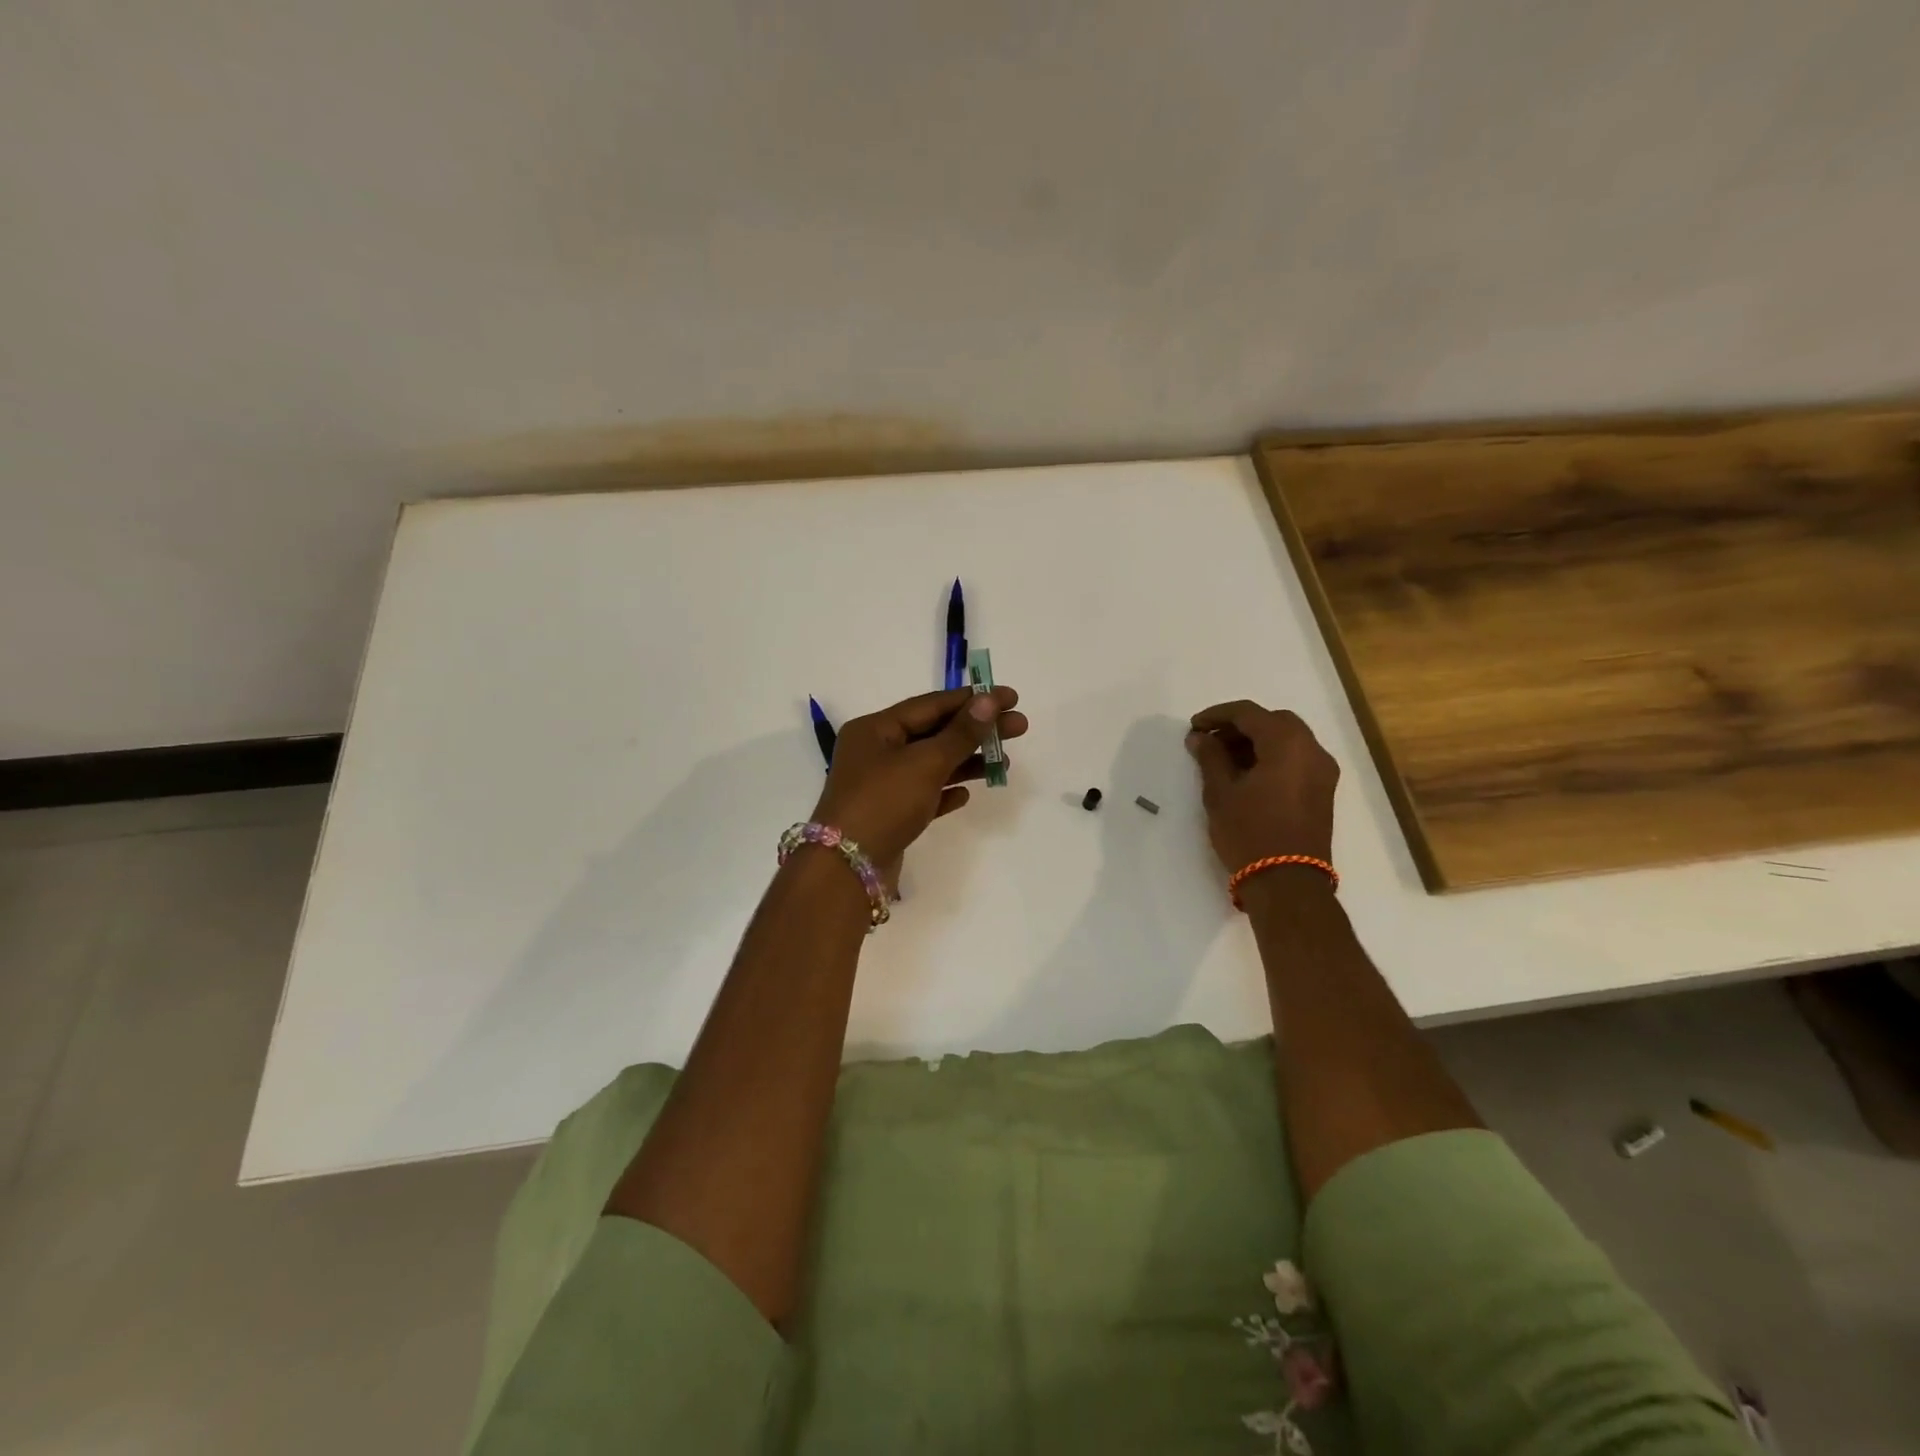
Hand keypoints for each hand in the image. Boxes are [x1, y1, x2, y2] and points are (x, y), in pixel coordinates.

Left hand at [811, 686, 1026, 876]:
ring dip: (967, 761)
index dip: (973, 700)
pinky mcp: (889, 815)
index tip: (1010, 697)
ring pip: (931, 765)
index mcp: (875, 729)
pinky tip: (968, 794)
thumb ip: (961, 733)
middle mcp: (876, 752)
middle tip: (1020, 727)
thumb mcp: (925, 763)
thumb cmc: (883, 803)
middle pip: (934, 733)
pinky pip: (924, 795)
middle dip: (977, 730)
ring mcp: (881, 785)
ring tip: (1003, 762)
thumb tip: (989, 700)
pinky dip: (946, 791)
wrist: (847, 869)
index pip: (931, 704)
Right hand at [1185, 701, 1337, 872]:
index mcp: (1287, 744)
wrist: (1288, 883)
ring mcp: (1323, 771)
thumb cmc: (1249, 833)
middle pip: (1274, 721)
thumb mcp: (1220, 793)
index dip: (1217, 715)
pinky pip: (1296, 759)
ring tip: (1224, 759)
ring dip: (1257, 741)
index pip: (1249, 713)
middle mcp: (1312, 750)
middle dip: (1240, 726)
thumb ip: (1210, 757)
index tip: (1194, 727)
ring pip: (1288, 740)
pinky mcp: (1323, 791)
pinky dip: (1272, 757)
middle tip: (1210, 741)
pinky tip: (1247, 774)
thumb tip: (1200, 737)